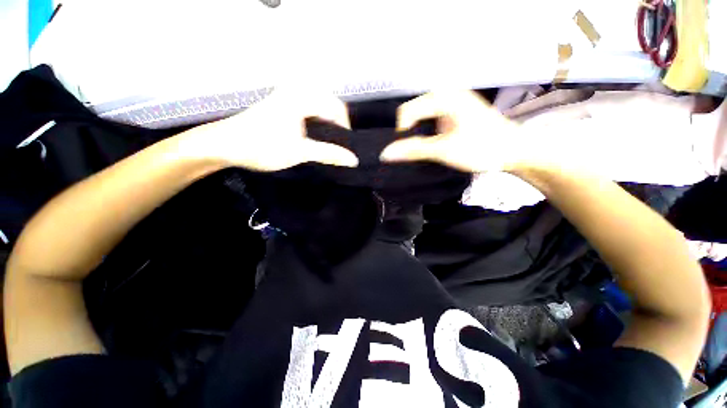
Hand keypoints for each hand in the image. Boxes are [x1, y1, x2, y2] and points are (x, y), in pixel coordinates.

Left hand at [191, 88, 358, 171]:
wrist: (226, 145)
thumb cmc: (263, 146)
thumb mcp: (300, 152)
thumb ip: (329, 154)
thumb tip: (353, 160)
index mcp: (301, 97)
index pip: (336, 108)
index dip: (345, 129)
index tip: (344, 148)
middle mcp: (295, 91)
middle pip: (329, 106)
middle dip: (336, 126)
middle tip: (336, 146)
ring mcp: (287, 96)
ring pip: (319, 108)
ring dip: (326, 125)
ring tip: (327, 144)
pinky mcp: (281, 105)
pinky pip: (308, 110)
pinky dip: (316, 123)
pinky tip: (313, 137)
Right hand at [380, 91, 523, 172]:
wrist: (513, 150)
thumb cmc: (482, 148)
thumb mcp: (444, 150)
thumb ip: (414, 150)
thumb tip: (386, 153)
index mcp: (444, 97)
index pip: (407, 111)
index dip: (402, 132)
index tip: (410, 150)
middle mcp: (446, 94)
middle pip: (413, 112)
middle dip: (409, 132)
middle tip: (416, 150)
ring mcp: (451, 102)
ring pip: (420, 117)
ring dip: (417, 133)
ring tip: (424, 147)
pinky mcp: (454, 112)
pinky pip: (430, 119)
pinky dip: (425, 132)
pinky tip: (432, 142)